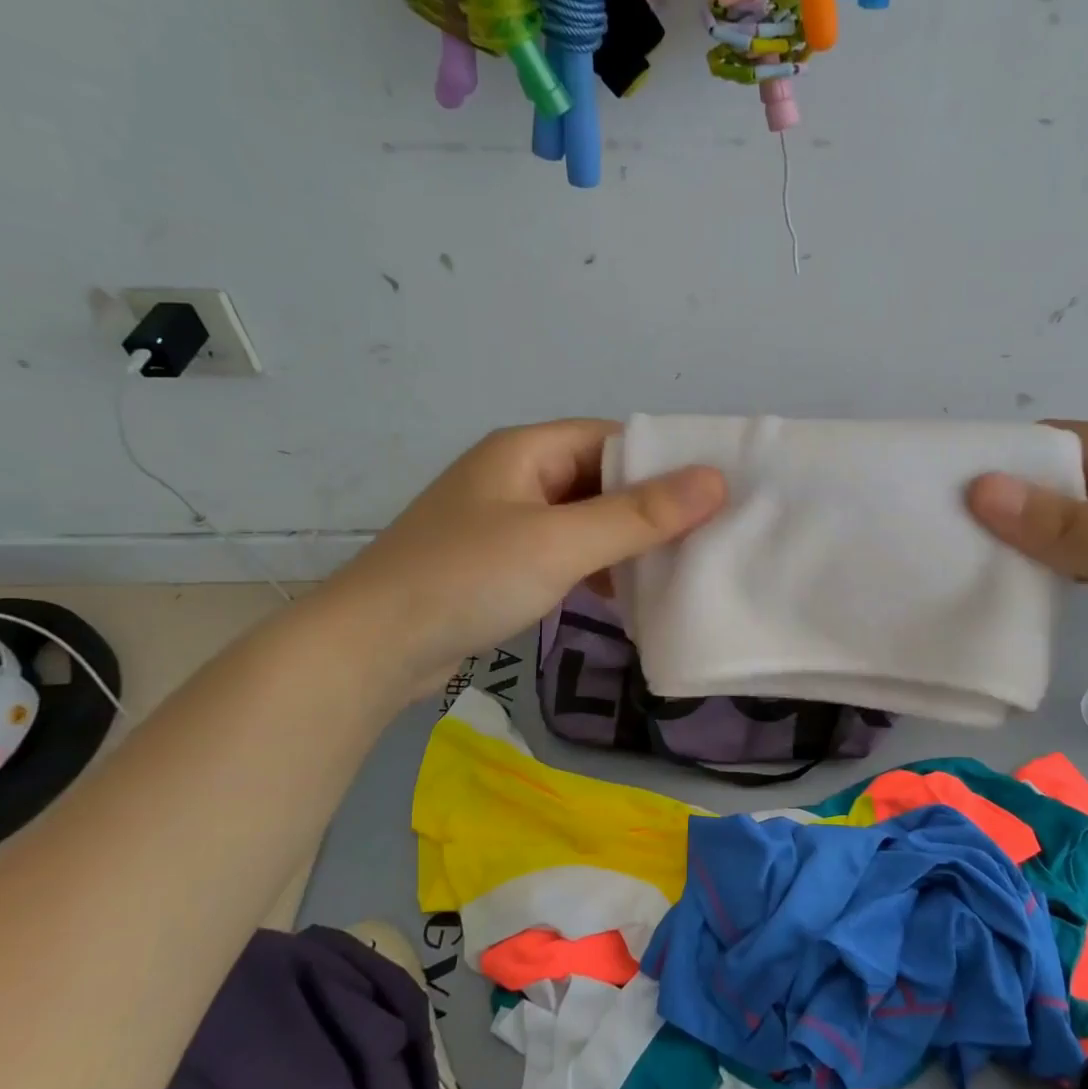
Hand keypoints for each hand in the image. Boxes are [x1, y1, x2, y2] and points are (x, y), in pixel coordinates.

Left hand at [313, 420, 725, 702]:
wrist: (370, 649)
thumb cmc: (466, 579)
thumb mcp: (560, 544)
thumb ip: (639, 515)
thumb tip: (716, 480)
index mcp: (526, 450)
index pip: (614, 439)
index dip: (665, 462)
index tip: (717, 494)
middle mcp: (517, 476)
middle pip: (602, 479)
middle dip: (651, 508)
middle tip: (710, 537)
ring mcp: (506, 521)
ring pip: (586, 520)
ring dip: (626, 542)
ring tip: (679, 568)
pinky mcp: (501, 564)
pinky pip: (565, 553)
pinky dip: (597, 568)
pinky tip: (626, 596)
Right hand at [968, 421, 1087, 722]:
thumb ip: (1065, 527)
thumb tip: (980, 487)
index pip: (1062, 442)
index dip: (1007, 456)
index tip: (948, 484)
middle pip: (1066, 481)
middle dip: (1012, 499)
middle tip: (947, 527)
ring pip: (1079, 523)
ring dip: (1034, 536)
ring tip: (971, 556)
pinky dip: (1061, 566)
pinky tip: (1026, 586)